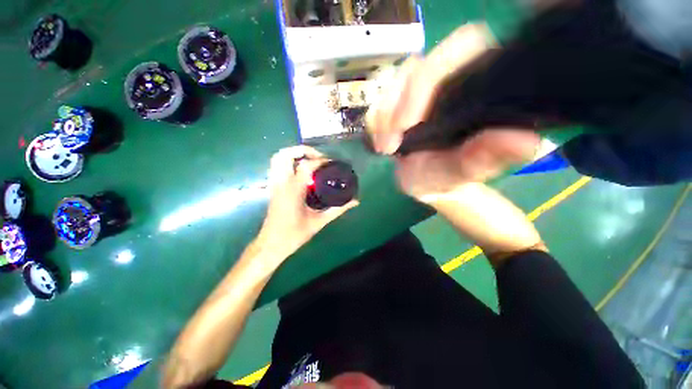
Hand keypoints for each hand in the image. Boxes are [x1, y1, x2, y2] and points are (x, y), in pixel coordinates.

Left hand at [256, 146, 358, 258]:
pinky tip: (300, 170)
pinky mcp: (272, 187)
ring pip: (277, 158)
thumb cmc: (294, 234)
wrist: (271, 245)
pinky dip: (288, 161)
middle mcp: (281, 183)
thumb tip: (355, 201)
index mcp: (293, 190)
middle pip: (285, 154)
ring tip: (309, 160)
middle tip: (318, 157)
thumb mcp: (319, 222)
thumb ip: (338, 209)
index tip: (333, 163)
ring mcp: (273, 184)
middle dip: (303, 150)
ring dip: (293, 154)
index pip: (307, 165)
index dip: (321, 160)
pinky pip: (277, 166)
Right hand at [366, 23, 540, 193]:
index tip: (408, 124)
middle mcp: (448, 81)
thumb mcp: (463, 173)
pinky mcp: (398, 104)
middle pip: (417, 67)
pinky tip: (381, 143)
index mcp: (475, 87)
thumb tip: (525, 141)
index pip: (462, 48)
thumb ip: (486, 159)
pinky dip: (375, 122)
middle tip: (390, 144)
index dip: (430, 78)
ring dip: (383, 117)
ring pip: (393, 84)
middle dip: (396, 105)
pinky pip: (378, 101)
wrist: (426, 183)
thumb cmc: (447, 179)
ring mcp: (419, 92)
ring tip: (386, 149)